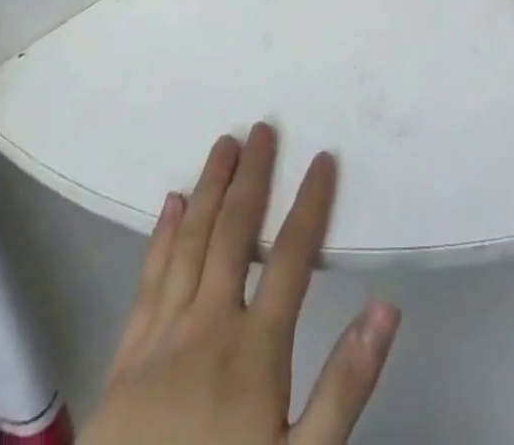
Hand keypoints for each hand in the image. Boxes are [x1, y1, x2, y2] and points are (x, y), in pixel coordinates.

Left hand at [79, 123, 399, 444]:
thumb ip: (344, 387)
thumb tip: (386, 308)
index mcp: (255, 349)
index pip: (292, 257)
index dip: (310, 203)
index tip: (323, 158)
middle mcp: (208, 324)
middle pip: (234, 232)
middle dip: (252, 176)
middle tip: (262, 127)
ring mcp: (163, 335)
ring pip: (190, 241)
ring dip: (210, 188)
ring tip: (223, 144)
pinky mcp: (128, 355)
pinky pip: (149, 278)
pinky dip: (163, 235)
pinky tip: (172, 203)